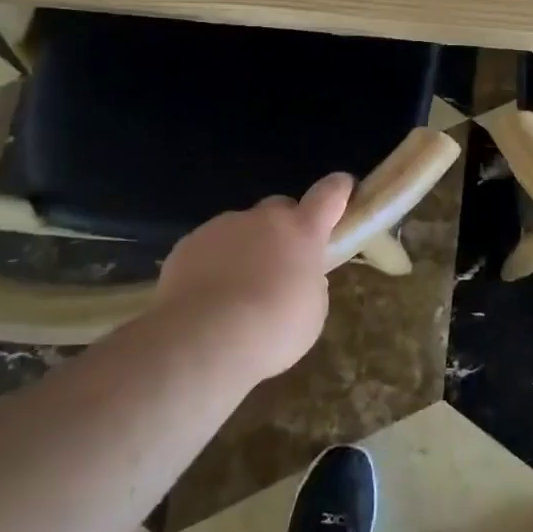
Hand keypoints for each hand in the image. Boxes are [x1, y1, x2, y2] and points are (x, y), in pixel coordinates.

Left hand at [152, 174, 353, 381]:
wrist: (199, 342)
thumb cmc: (270, 331)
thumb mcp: (312, 314)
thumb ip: (310, 283)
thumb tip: (298, 276)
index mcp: (302, 231)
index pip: (330, 193)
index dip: (339, 189)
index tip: (344, 189)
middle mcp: (263, 219)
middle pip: (280, 208)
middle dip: (285, 228)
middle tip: (282, 263)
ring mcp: (222, 227)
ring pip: (242, 228)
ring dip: (247, 249)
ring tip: (238, 292)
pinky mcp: (188, 244)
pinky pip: (210, 247)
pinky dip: (215, 264)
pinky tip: (208, 297)